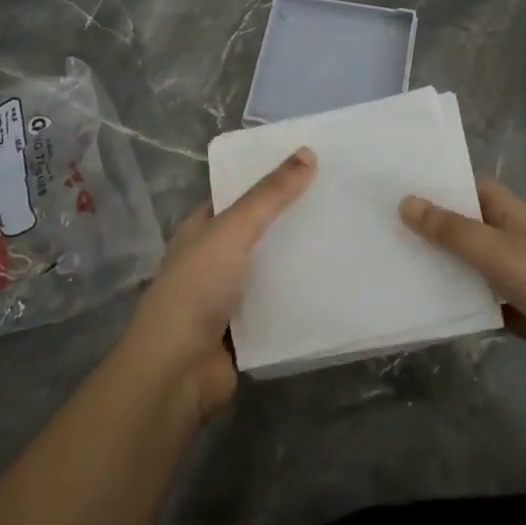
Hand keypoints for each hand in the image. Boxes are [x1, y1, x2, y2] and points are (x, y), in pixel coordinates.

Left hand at [123, 147, 316, 422]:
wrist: (177, 373)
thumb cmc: (197, 289)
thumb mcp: (233, 230)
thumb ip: (270, 195)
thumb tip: (308, 151)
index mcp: (202, 229)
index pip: (238, 194)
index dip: (270, 178)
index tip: (312, 164)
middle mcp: (213, 258)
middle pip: (259, 230)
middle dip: (293, 217)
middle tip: (340, 197)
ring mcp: (230, 296)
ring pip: (272, 268)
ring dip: (301, 257)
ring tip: (348, 234)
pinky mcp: (248, 328)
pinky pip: (280, 303)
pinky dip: (302, 294)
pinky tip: (337, 281)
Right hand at [400, 179, 525, 402]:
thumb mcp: (502, 253)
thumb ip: (453, 231)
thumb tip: (406, 201)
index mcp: (514, 215)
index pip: (470, 188)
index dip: (438, 185)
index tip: (394, 186)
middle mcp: (515, 241)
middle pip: (467, 229)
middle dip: (431, 229)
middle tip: (379, 230)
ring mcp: (520, 279)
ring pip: (472, 269)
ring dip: (441, 269)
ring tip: (390, 268)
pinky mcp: (524, 315)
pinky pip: (482, 304)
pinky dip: (459, 305)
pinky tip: (425, 310)